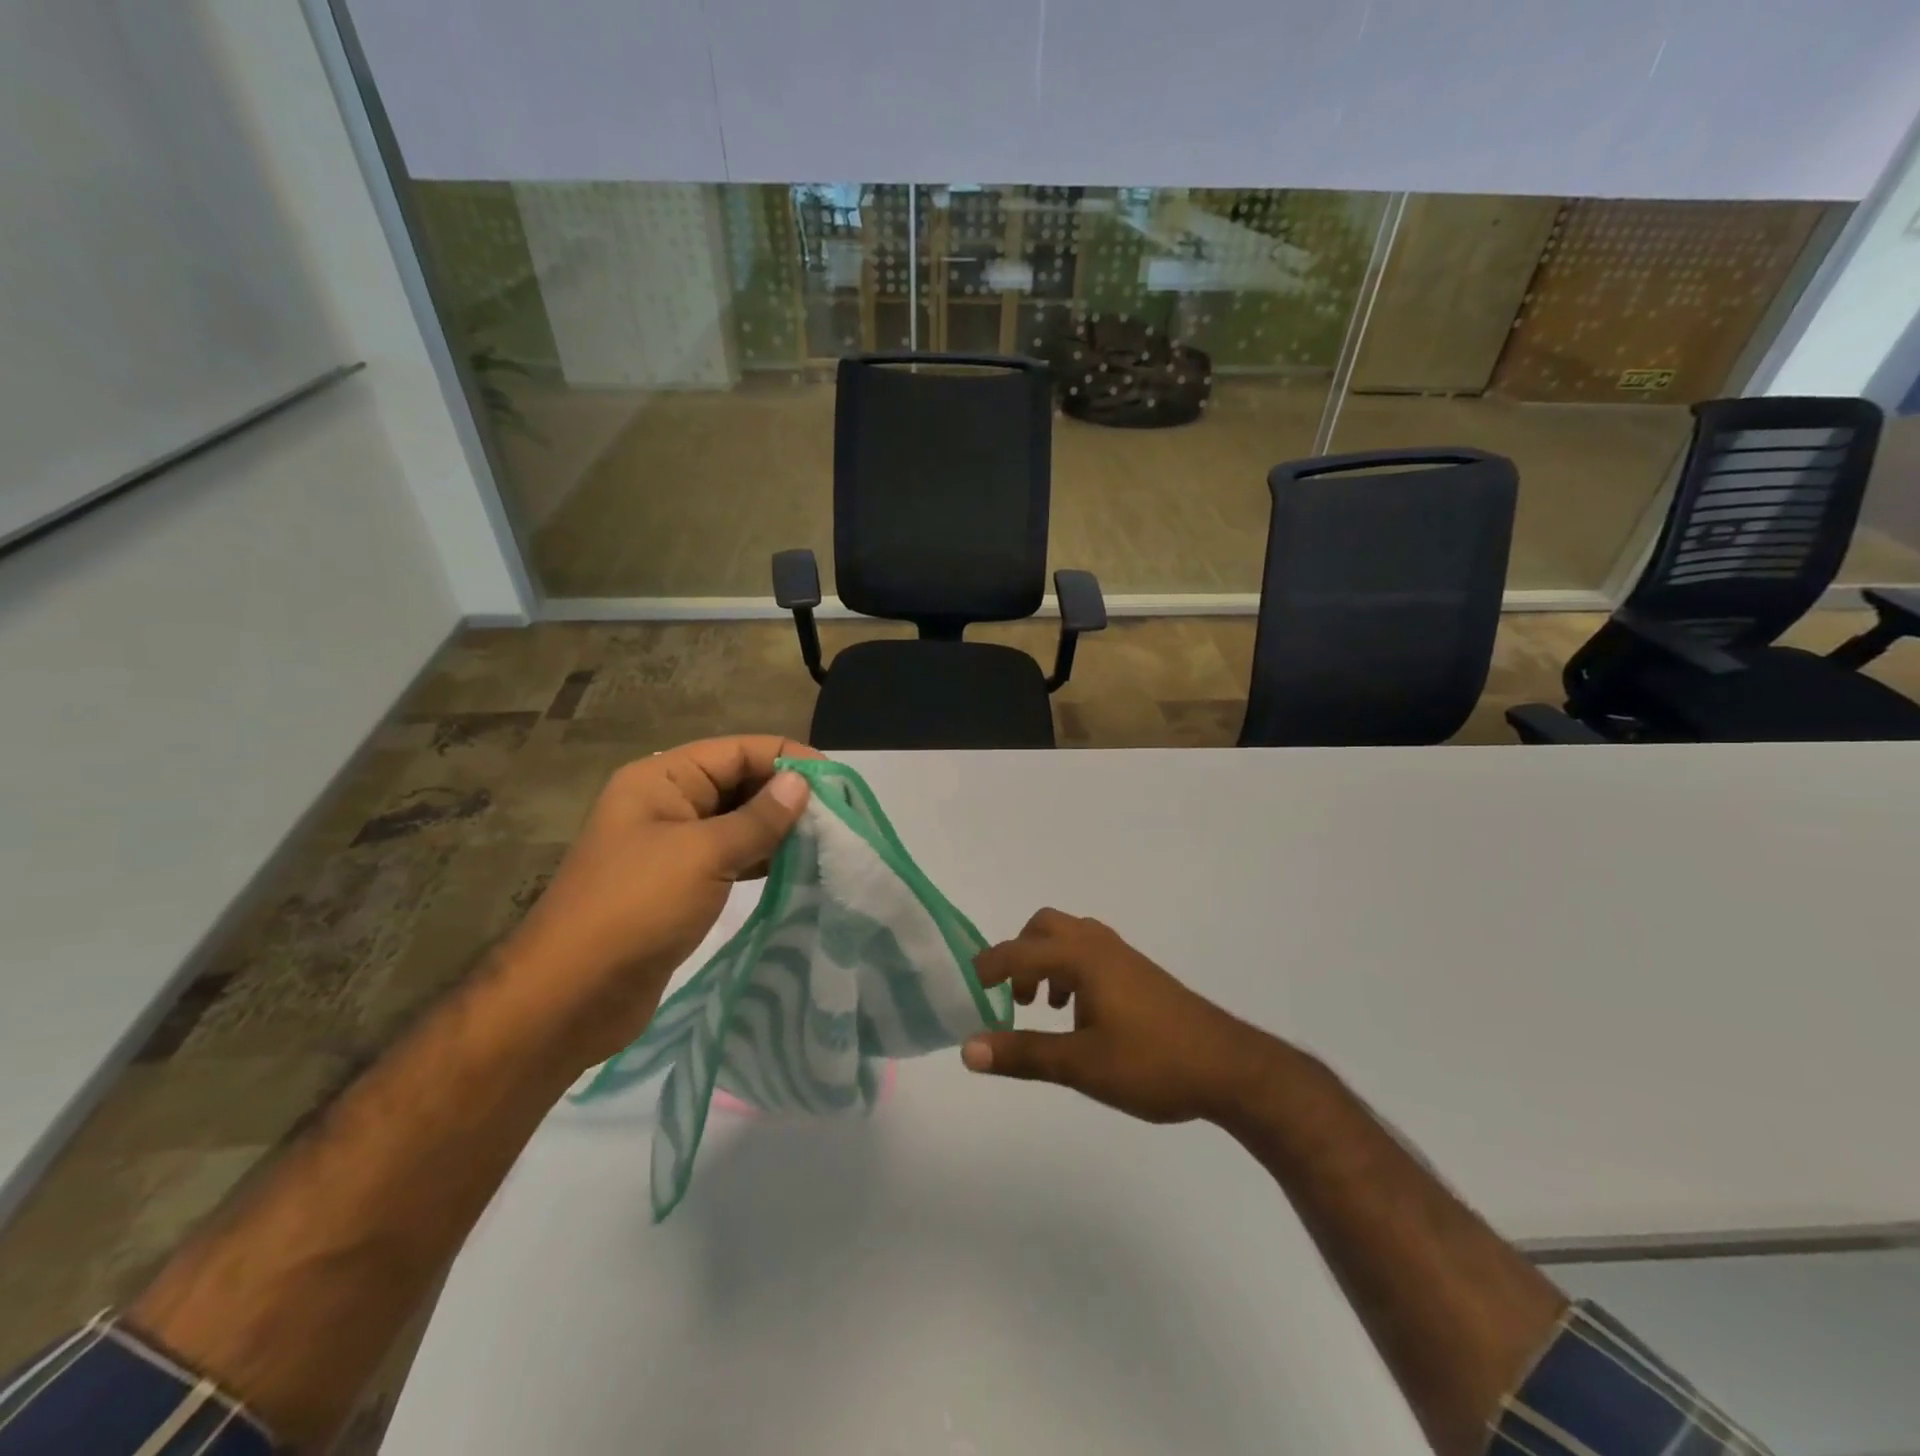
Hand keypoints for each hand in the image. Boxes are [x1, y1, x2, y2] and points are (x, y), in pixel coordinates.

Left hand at [499, 735, 818, 1067]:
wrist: (571, 996)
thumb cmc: (637, 908)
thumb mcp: (704, 854)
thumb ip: (758, 818)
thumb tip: (801, 783)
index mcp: (661, 779)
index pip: (737, 751)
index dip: (787, 758)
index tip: (836, 781)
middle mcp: (666, 803)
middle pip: (738, 782)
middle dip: (786, 794)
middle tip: (838, 815)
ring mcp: (671, 846)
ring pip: (737, 821)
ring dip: (778, 828)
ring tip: (826, 840)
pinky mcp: (679, 884)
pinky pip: (730, 857)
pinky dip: (762, 858)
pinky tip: (796, 867)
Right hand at [962, 908, 1273, 1124]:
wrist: (1228, 1068)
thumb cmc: (1151, 1063)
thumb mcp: (1080, 1065)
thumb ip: (1022, 1054)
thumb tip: (967, 1049)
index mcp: (1082, 958)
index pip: (1018, 951)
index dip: (987, 968)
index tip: (966, 991)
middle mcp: (1100, 945)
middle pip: (1045, 927)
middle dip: (1019, 954)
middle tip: (1011, 996)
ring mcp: (1124, 957)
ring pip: (1071, 938)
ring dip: (1046, 962)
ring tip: (1042, 1007)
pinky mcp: (1140, 974)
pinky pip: (1091, 953)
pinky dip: (1070, 971)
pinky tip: (1080, 1016)